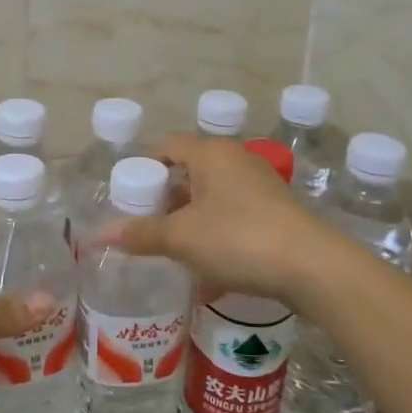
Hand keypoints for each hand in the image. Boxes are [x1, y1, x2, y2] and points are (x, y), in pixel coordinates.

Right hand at [100, 134, 329, 304]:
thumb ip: (141, 234)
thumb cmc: (238, 239)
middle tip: (146, 223)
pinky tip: (209, 257)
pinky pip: (233, 209)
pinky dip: (215, 225)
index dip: (143, 167)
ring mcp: (260, 182)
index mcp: (211, 153)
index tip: (128, 196)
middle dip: (165, 196)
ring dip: (190, 214)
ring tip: (174, 243)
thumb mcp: (182, 238)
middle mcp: (236, 158)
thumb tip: (99, 235)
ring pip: (212, 191)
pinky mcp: (276, 207)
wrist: (312, 266)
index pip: (166, 146)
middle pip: (189, 168)